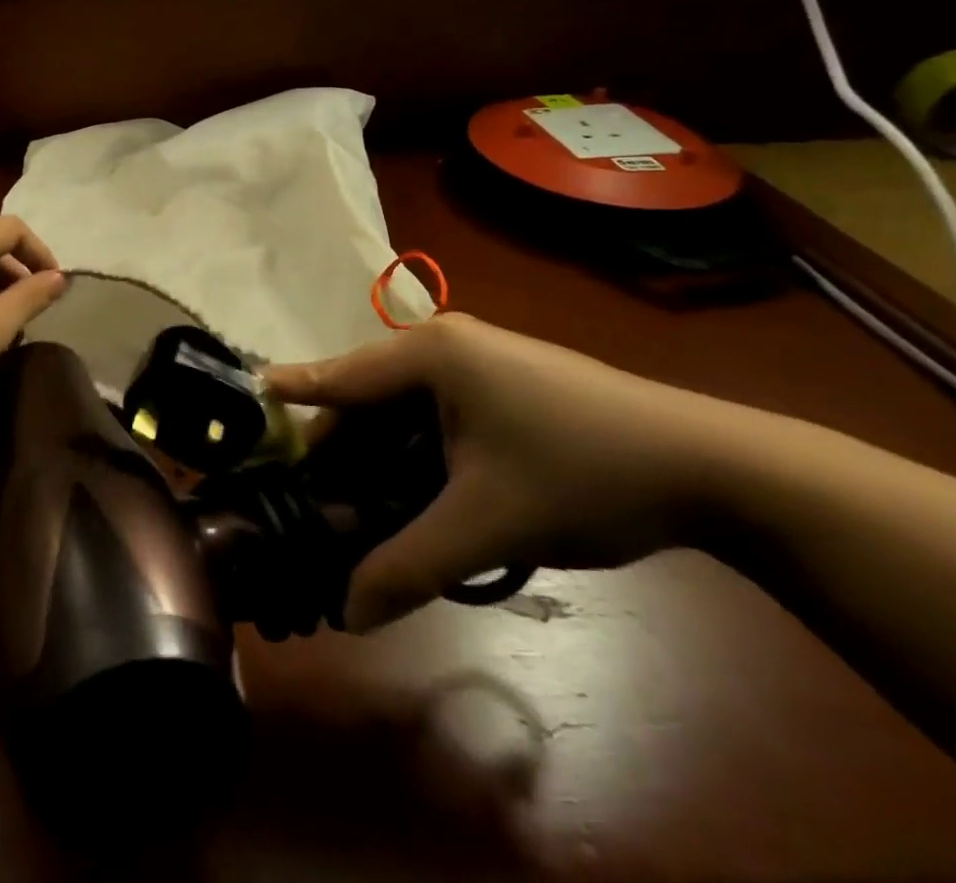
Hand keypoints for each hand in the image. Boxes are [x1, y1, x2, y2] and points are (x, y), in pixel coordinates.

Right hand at [265, 313, 754, 632]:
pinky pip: (438, 412)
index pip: (339, 375)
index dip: (291, 392)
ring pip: (404, 408)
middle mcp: (446, 343)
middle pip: (369, 396)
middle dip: (340, 449)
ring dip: (381, 455)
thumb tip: (346, 613)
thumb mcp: (486, 524)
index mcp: (430, 353)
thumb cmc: (580, 473)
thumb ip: (408, 565)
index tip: (244, 399)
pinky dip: (418, 450)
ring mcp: (480, 359)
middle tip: (311, 500)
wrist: (711, 467)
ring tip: (358, 508)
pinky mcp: (505, 381)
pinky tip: (416, 491)